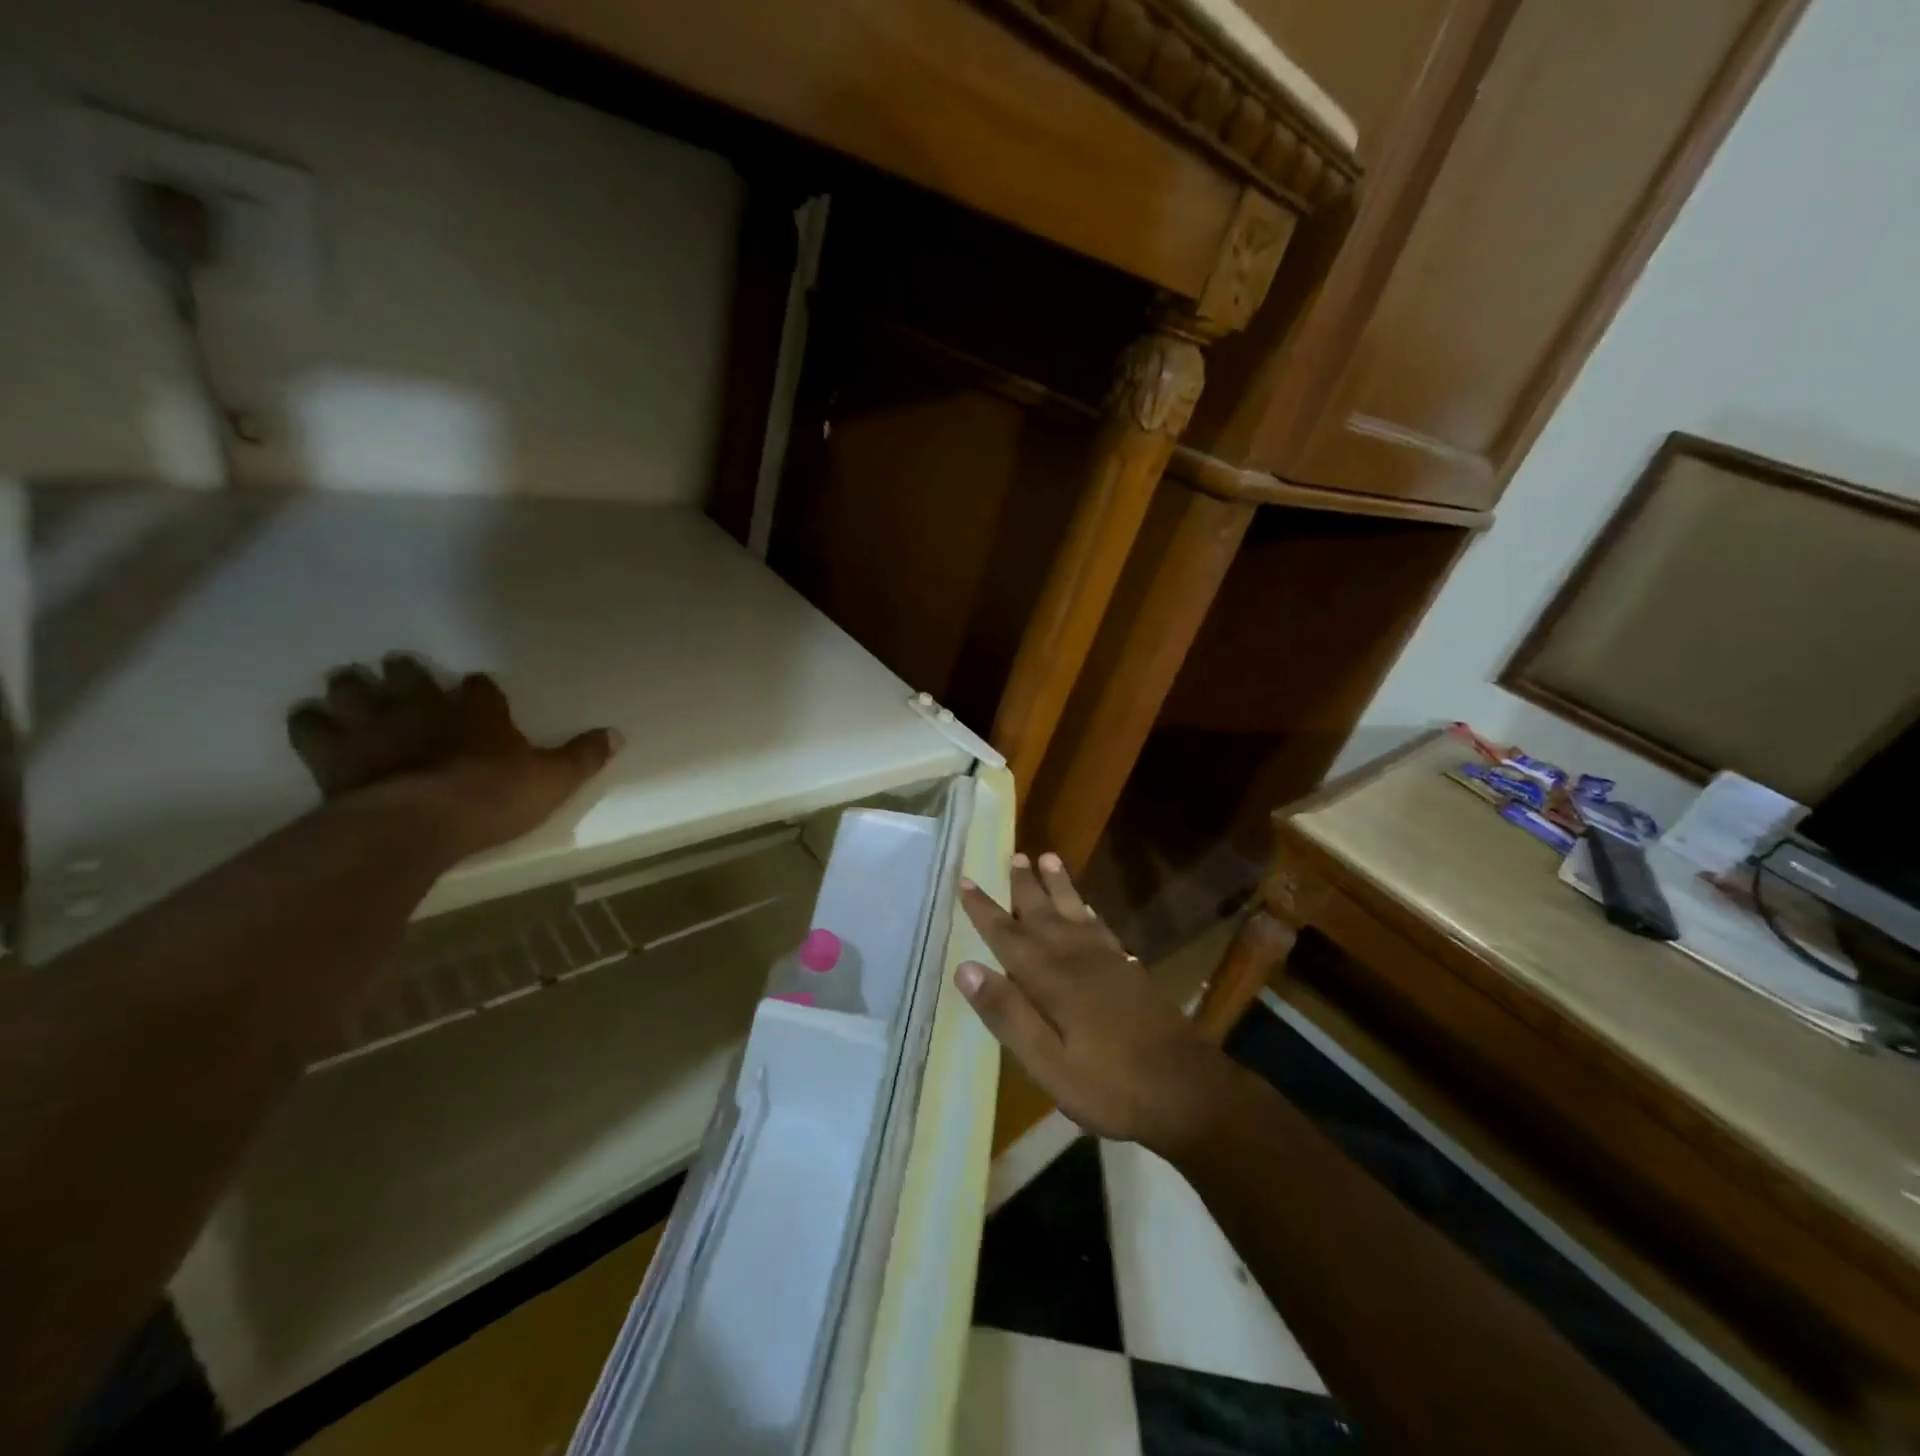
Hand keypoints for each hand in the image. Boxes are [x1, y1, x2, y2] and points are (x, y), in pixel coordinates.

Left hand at [287, 654, 618, 859]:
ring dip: (352, 686)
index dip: (478, 690)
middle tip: (400, 674)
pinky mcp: (334, 754)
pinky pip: (311, 726)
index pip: (479, 687)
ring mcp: (375, 726)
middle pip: (407, 674)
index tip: (475, 692)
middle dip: (404, 672)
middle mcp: (424, 707)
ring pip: (354, 689)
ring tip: (351, 687)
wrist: (420, 823)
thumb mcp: (553, 780)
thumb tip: (618, 734)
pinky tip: (313, 722)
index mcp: (478, 712)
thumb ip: (583, 756)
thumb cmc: (494, 798)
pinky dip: (310, 722)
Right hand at [955, 852, 1238, 1159]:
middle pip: (1044, 914)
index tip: (965, 881)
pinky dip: (1088, 910)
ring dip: (1058, 886)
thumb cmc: (1110, 1086)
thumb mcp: (1048, 1064)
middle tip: (1013, 855)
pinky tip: (1085, 906)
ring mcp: (1108, 962)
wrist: (1186, 1091)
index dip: (985, 910)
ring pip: (1074, 913)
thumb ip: (1008, 1015)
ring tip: (1048, 858)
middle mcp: (1077, 959)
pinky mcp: (1130, 971)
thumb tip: (966, 969)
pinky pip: (1101, 927)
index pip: (1009, 937)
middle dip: (1025, 886)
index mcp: (1052, 980)